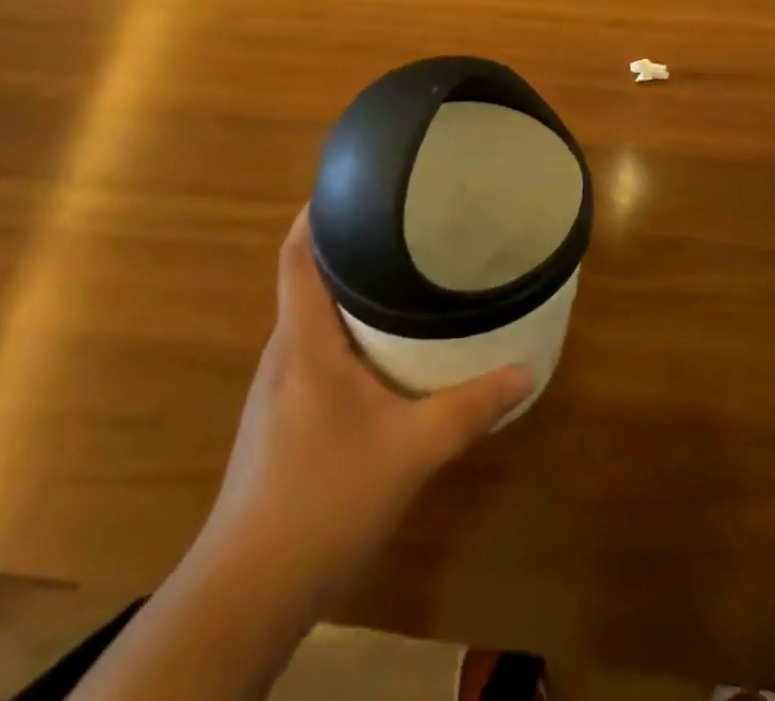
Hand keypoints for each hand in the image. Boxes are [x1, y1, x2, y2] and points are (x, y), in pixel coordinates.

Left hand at [196, 208, 530, 597]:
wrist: (248, 592)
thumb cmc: (324, 499)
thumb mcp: (412, 451)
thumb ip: (470, 407)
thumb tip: (526, 370)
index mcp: (303, 341)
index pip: (296, 256)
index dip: (317, 213)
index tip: (353, 182)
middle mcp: (283, 353)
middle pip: (306, 279)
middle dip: (348, 246)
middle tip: (402, 222)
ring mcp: (277, 387)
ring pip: (311, 318)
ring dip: (347, 292)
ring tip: (399, 274)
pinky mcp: (280, 417)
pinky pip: (313, 350)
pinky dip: (344, 332)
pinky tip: (381, 350)